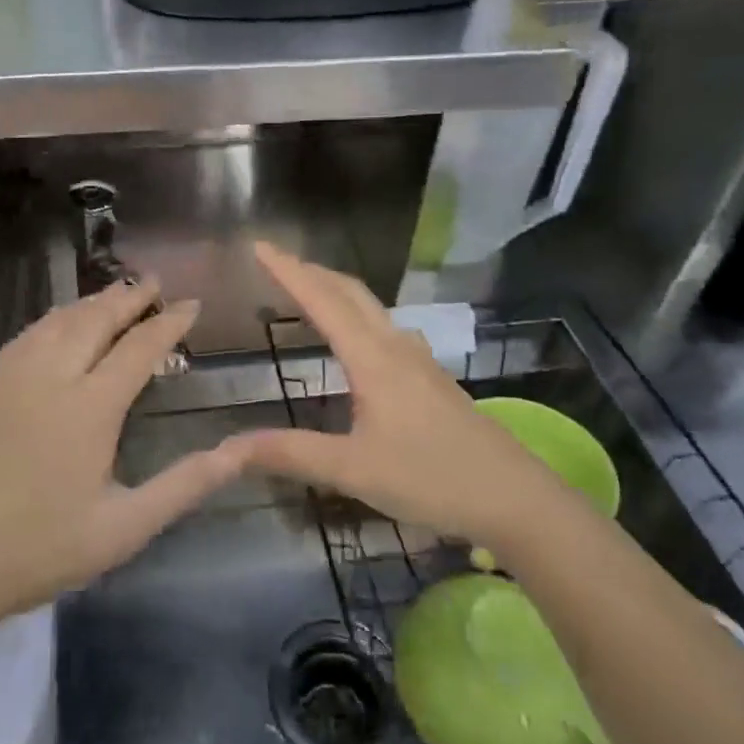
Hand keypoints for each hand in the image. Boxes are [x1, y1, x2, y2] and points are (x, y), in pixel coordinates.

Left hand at [0, 279, 241, 636]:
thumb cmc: (41, 550)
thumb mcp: (125, 527)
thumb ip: (186, 483)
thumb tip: (241, 451)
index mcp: (90, 408)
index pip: (139, 348)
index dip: (169, 323)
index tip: (192, 303)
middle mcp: (52, 378)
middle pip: (96, 320)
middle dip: (129, 296)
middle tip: (155, 281)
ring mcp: (13, 379)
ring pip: (59, 321)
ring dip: (92, 301)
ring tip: (117, 293)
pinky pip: (28, 335)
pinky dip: (55, 317)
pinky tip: (60, 322)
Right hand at [230, 242, 557, 540]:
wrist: (515, 498)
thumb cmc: (432, 479)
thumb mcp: (354, 470)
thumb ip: (290, 454)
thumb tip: (228, 449)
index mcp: (373, 359)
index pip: (323, 301)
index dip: (288, 271)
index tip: (260, 245)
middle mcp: (396, 348)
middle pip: (350, 293)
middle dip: (311, 271)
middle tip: (276, 263)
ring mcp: (419, 362)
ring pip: (371, 309)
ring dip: (336, 291)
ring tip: (308, 292)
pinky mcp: (432, 379)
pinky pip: (385, 329)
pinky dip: (357, 316)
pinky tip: (357, 341)